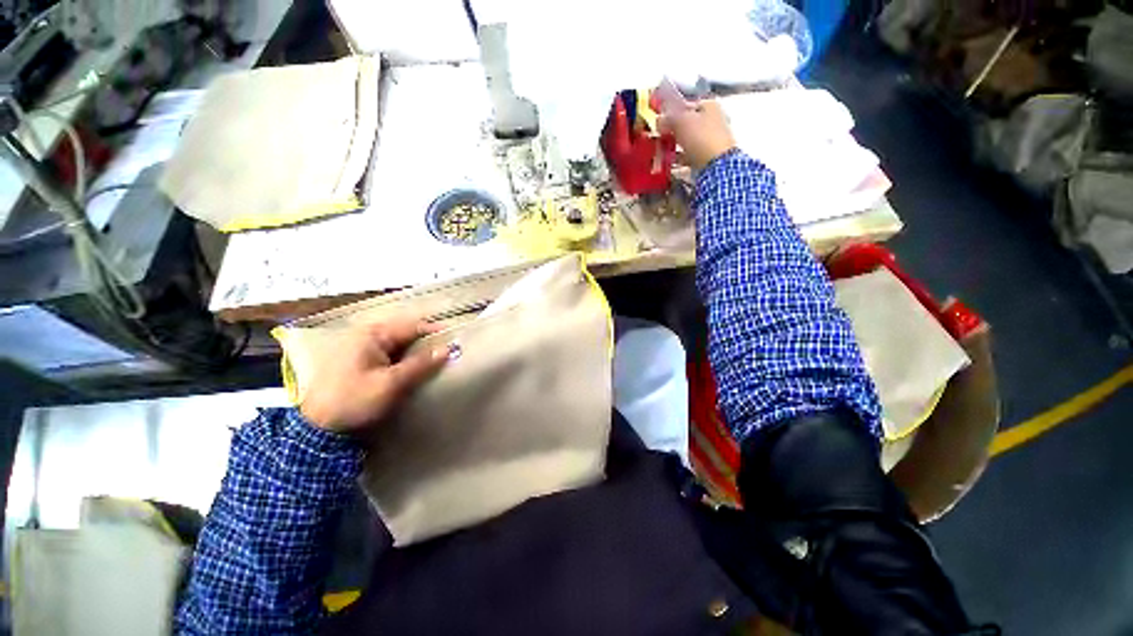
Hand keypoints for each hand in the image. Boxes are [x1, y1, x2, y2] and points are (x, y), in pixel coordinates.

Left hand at [300, 317, 448, 435]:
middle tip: (449, 352)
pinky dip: (405, 360)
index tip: (456, 339)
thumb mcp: (391, 383)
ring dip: (417, 352)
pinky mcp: (361, 361)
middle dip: (427, 342)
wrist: (319, 428)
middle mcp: (367, 335)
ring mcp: (363, 348)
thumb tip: (448, 349)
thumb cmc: (354, 400)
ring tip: (437, 360)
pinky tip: (416, 369)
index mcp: (372, 334)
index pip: (412, 326)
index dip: (436, 331)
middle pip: (406, 333)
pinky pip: (391, 354)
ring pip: (400, 345)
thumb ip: (421, 364)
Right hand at [657, 97, 736, 170]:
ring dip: (676, 146)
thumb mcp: (681, 122)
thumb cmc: (700, 137)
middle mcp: (714, 119)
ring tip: (664, 152)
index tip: (660, 123)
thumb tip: (659, 119)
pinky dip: (681, 157)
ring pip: (688, 140)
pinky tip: (672, 162)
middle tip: (661, 138)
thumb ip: (668, 117)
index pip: (686, 105)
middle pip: (687, 124)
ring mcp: (712, 139)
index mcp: (709, 105)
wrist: (716, 164)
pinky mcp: (709, 156)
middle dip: (673, 131)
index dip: (672, 113)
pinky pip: (691, 154)